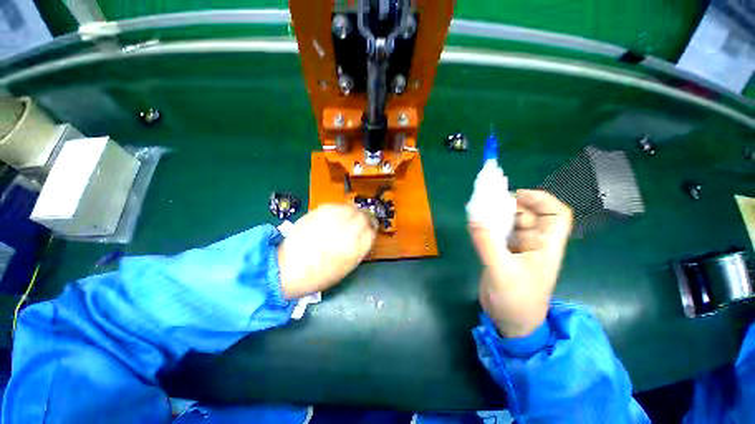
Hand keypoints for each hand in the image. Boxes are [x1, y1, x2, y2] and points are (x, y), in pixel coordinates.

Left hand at [277, 204, 376, 299]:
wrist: (288, 269)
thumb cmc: (318, 275)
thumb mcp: (346, 268)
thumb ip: (358, 250)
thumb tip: (364, 237)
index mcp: (355, 248)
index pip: (372, 231)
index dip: (372, 228)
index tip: (370, 228)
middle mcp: (345, 231)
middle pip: (363, 216)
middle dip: (365, 218)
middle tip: (361, 220)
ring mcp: (332, 220)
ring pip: (351, 209)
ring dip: (353, 212)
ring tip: (349, 217)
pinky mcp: (319, 213)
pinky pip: (336, 206)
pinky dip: (340, 209)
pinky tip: (337, 215)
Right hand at [469, 190, 571, 336]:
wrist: (510, 322)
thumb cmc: (516, 301)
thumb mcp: (501, 271)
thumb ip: (487, 244)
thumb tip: (474, 217)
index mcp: (546, 247)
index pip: (556, 215)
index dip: (542, 200)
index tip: (517, 195)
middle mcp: (535, 244)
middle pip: (530, 215)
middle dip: (513, 205)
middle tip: (490, 202)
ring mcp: (518, 249)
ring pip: (512, 223)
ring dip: (498, 215)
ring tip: (479, 211)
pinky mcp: (504, 253)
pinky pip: (498, 233)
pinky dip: (489, 226)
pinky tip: (476, 224)